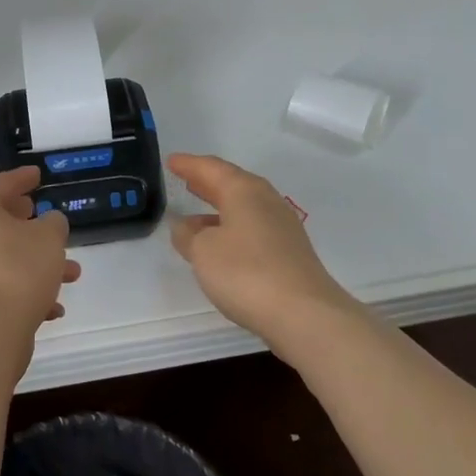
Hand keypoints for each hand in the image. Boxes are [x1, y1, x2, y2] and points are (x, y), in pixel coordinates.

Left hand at [0, 166, 79, 374]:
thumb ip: (53, 223)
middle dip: (31, 225)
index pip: (1, 184)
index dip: (23, 178)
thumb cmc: (17, 270)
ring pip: (4, 257)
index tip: (38, 175)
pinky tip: (53, 307)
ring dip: (36, 262)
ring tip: (71, 274)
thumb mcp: (49, 238)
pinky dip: (24, 289)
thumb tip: (46, 225)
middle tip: (47, 219)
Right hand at [168, 153, 355, 350]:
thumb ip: (188, 235)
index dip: (189, 165)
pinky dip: (232, 228)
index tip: (171, 161)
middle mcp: (266, 200)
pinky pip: (253, 228)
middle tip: (185, 179)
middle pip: (231, 183)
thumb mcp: (203, 252)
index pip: (211, 168)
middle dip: (206, 182)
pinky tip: (221, 245)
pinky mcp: (289, 252)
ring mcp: (282, 226)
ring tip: (195, 216)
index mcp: (244, 190)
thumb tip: (183, 225)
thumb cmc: (246, 272)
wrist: (305, 314)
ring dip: (218, 208)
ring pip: (243, 207)